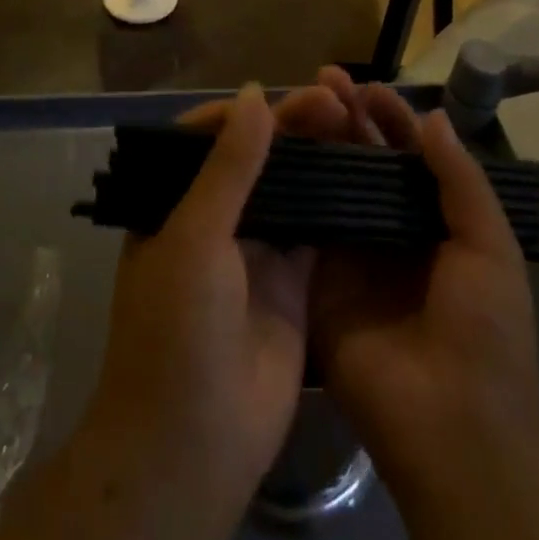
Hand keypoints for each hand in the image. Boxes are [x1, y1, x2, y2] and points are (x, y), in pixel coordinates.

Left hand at [67, 82, 354, 539]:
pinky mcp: (291, 284)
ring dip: (316, 158)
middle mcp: (213, 220)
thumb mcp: (195, 237)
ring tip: (352, 122)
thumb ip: (228, 166)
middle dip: (289, 127)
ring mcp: (254, 252)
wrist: (193, 447)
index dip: (242, 112)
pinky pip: (315, 230)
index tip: (281, 94)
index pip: (206, 138)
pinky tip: (365, 172)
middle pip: (255, 158)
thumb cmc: (177, 328)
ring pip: (289, 189)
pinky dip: (336, 203)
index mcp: (173, 204)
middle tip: (333, 99)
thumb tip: (255, 93)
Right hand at [309, 83, 538, 500]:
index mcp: (431, 219)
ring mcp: (348, 254)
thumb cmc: (485, 330)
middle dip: (344, 118)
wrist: (453, 427)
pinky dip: (288, 189)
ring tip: (293, 104)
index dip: (388, 117)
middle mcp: (386, 228)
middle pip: (361, 161)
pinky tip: (269, 153)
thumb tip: (432, 116)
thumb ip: (460, 179)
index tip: (363, 86)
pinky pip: (301, 227)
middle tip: (321, 80)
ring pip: (328, 184)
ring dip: (314, 144)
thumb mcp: (488, 246)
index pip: (406, 153)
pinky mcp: (316, 280)